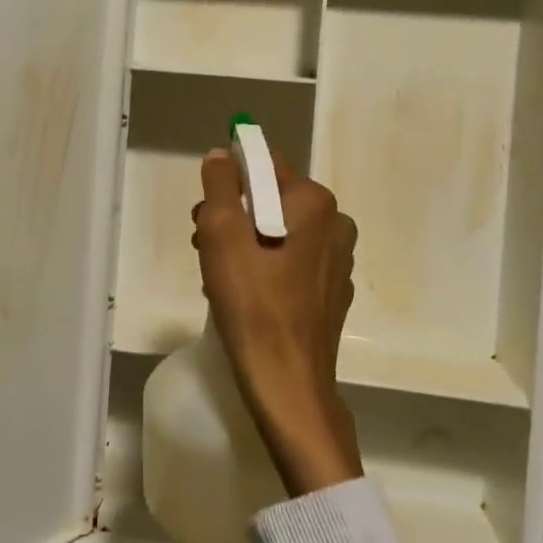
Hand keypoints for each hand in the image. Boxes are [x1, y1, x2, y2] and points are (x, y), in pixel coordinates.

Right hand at [193, 150, 363, 496]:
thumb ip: (219, 186)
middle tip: (204, 246)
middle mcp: (336, 224)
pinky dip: (265, 269)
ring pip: (279, 233)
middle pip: (271, 200)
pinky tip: (245, 298)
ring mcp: (338, 262)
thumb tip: (222, 156)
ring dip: (245, 244)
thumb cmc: (253, 305)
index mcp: (315, 203)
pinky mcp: (332, 293)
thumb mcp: (222, 235)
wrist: (288, 386)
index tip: (205, 216)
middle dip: (234, 216)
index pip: (264, 167)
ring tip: (218, 276)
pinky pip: (291, 263)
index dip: (228, 184)